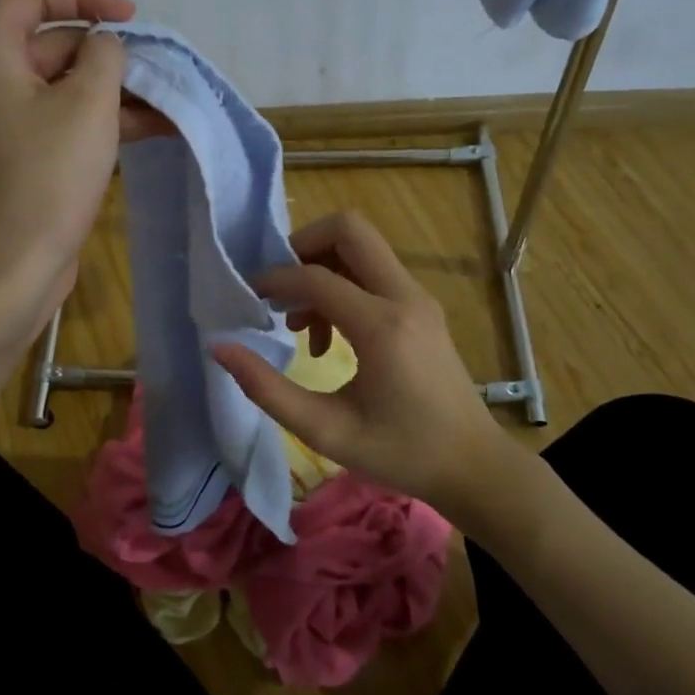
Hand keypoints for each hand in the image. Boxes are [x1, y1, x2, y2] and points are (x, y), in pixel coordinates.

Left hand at [0, 0, 163, 349]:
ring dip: (117, 92)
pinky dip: (105, 121)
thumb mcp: (88, 102)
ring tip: (171, 102)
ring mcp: (7, 120)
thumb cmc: (48, 175)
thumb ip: (104, 55)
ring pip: (67, 87)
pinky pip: (66, 121)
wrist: (16, 263)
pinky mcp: (25, 155)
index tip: (129, 16)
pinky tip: (156, 129)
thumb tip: (105, 46)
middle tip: (159, 69)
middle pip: (54, 43)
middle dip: (110, 55)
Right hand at [211, 212, 536, 519]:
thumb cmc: (400, 453)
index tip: (248, 301)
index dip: (273, 281)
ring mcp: (418, 298)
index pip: (315, 276)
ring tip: (300, 324)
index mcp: (382, 326)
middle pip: (349, 229)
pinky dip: (341, 285)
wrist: (472, 466)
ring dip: (321, 267)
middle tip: (278, 288)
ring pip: (362, 246)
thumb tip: (221, 348)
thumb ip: (267, 389)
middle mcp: (404, 297)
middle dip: (303, 244)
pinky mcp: (421, 307)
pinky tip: (327, 336)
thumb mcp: (325, 430)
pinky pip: (374, 272)